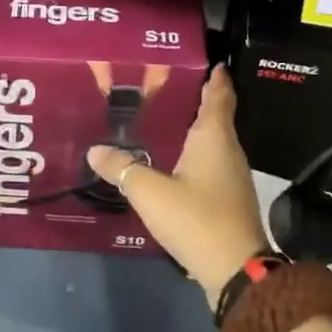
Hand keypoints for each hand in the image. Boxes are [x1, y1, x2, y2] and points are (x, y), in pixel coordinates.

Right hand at [87, 65, 268, 307]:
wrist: (236, 270)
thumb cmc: (196, 218)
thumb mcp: (149, 192)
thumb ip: (121, 168)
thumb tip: (95, 150)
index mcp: (214, 138)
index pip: (219, 95)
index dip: (215, 77)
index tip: (208, 61)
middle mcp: (228, 151)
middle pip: (216, 117)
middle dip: (196, 100)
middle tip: (164, 88)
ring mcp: (231, 177)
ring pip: (213, 142)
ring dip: (193, 129)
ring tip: (162, 121)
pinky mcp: (228, 199)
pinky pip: (209, 164)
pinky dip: (193, 155)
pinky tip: (171, 162)